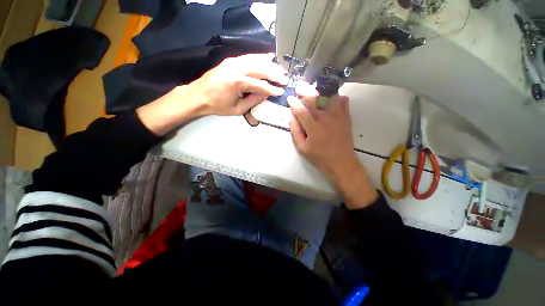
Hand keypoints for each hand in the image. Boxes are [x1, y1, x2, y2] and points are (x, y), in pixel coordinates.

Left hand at [186, 53, 287, 115]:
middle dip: (274, 74)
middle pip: (260, 69)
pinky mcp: (231, 60)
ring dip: (270, 65)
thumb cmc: (218, 106)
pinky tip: (269, 57)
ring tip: (281, 69)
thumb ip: (253, 100)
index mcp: (237, 82)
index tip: (281, 91)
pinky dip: (260, 57)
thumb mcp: (238, 109)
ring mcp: (233, 62)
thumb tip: (266, 94)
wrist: (198, 96)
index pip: (260, 85)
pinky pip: (249, 57)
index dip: (272, 89)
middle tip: (285, 78)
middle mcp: (236, 68)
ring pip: (256, 61)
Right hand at [288, 85, 377, 208]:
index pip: (301, 110)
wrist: (341, 163)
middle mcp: (326, 119)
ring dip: (319, 90)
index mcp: (313, 128)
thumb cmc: (319, 157)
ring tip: (313, 88)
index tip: (290, 98)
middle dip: (304, 91)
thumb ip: (295, 131)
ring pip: (329, 96)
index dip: (294, 103)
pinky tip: (330, 98)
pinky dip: (336, 96)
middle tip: (298, 87)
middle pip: (314, 99)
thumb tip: (292, 116)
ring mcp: (338, 116)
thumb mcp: (302, 148)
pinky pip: (343, 101)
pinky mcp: (346, 117)